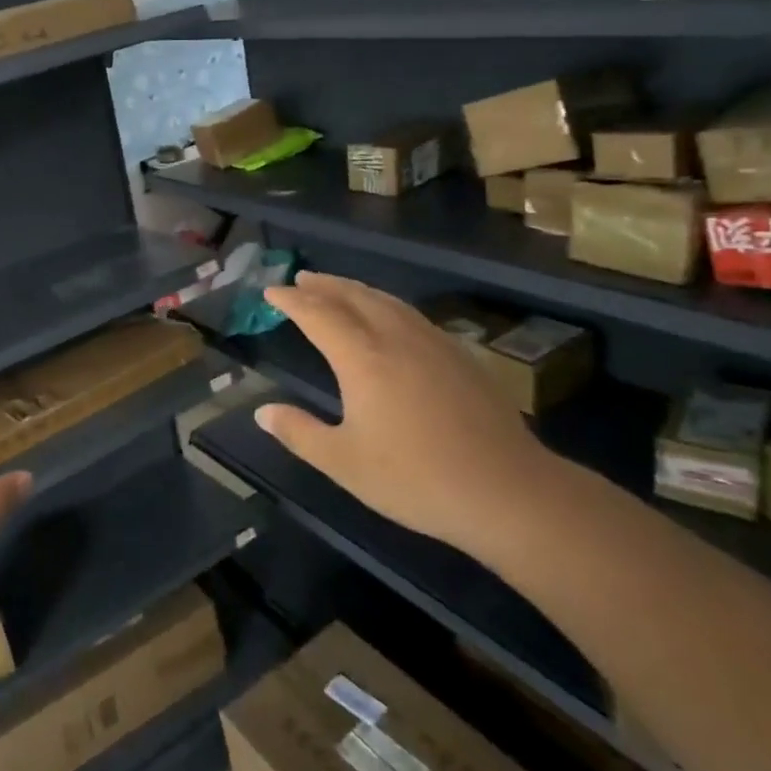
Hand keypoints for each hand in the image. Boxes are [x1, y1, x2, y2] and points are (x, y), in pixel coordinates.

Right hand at [254, 273, 550, 547]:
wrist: (508, 491)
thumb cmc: (415, 479)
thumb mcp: (343, 463)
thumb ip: (299, 433)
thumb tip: (262, 411)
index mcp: (362, 358)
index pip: (318, 315)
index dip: (292, 301)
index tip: (272, 291)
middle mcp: (396, 339)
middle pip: (355, 297)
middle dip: (324, 285)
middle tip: (301, 278)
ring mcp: (434, 345)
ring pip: (388, 302)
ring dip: (357, 290)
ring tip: (339, 289)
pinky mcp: (462, 358)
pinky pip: (413, 315)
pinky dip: (387, 305)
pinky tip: (391, 319)